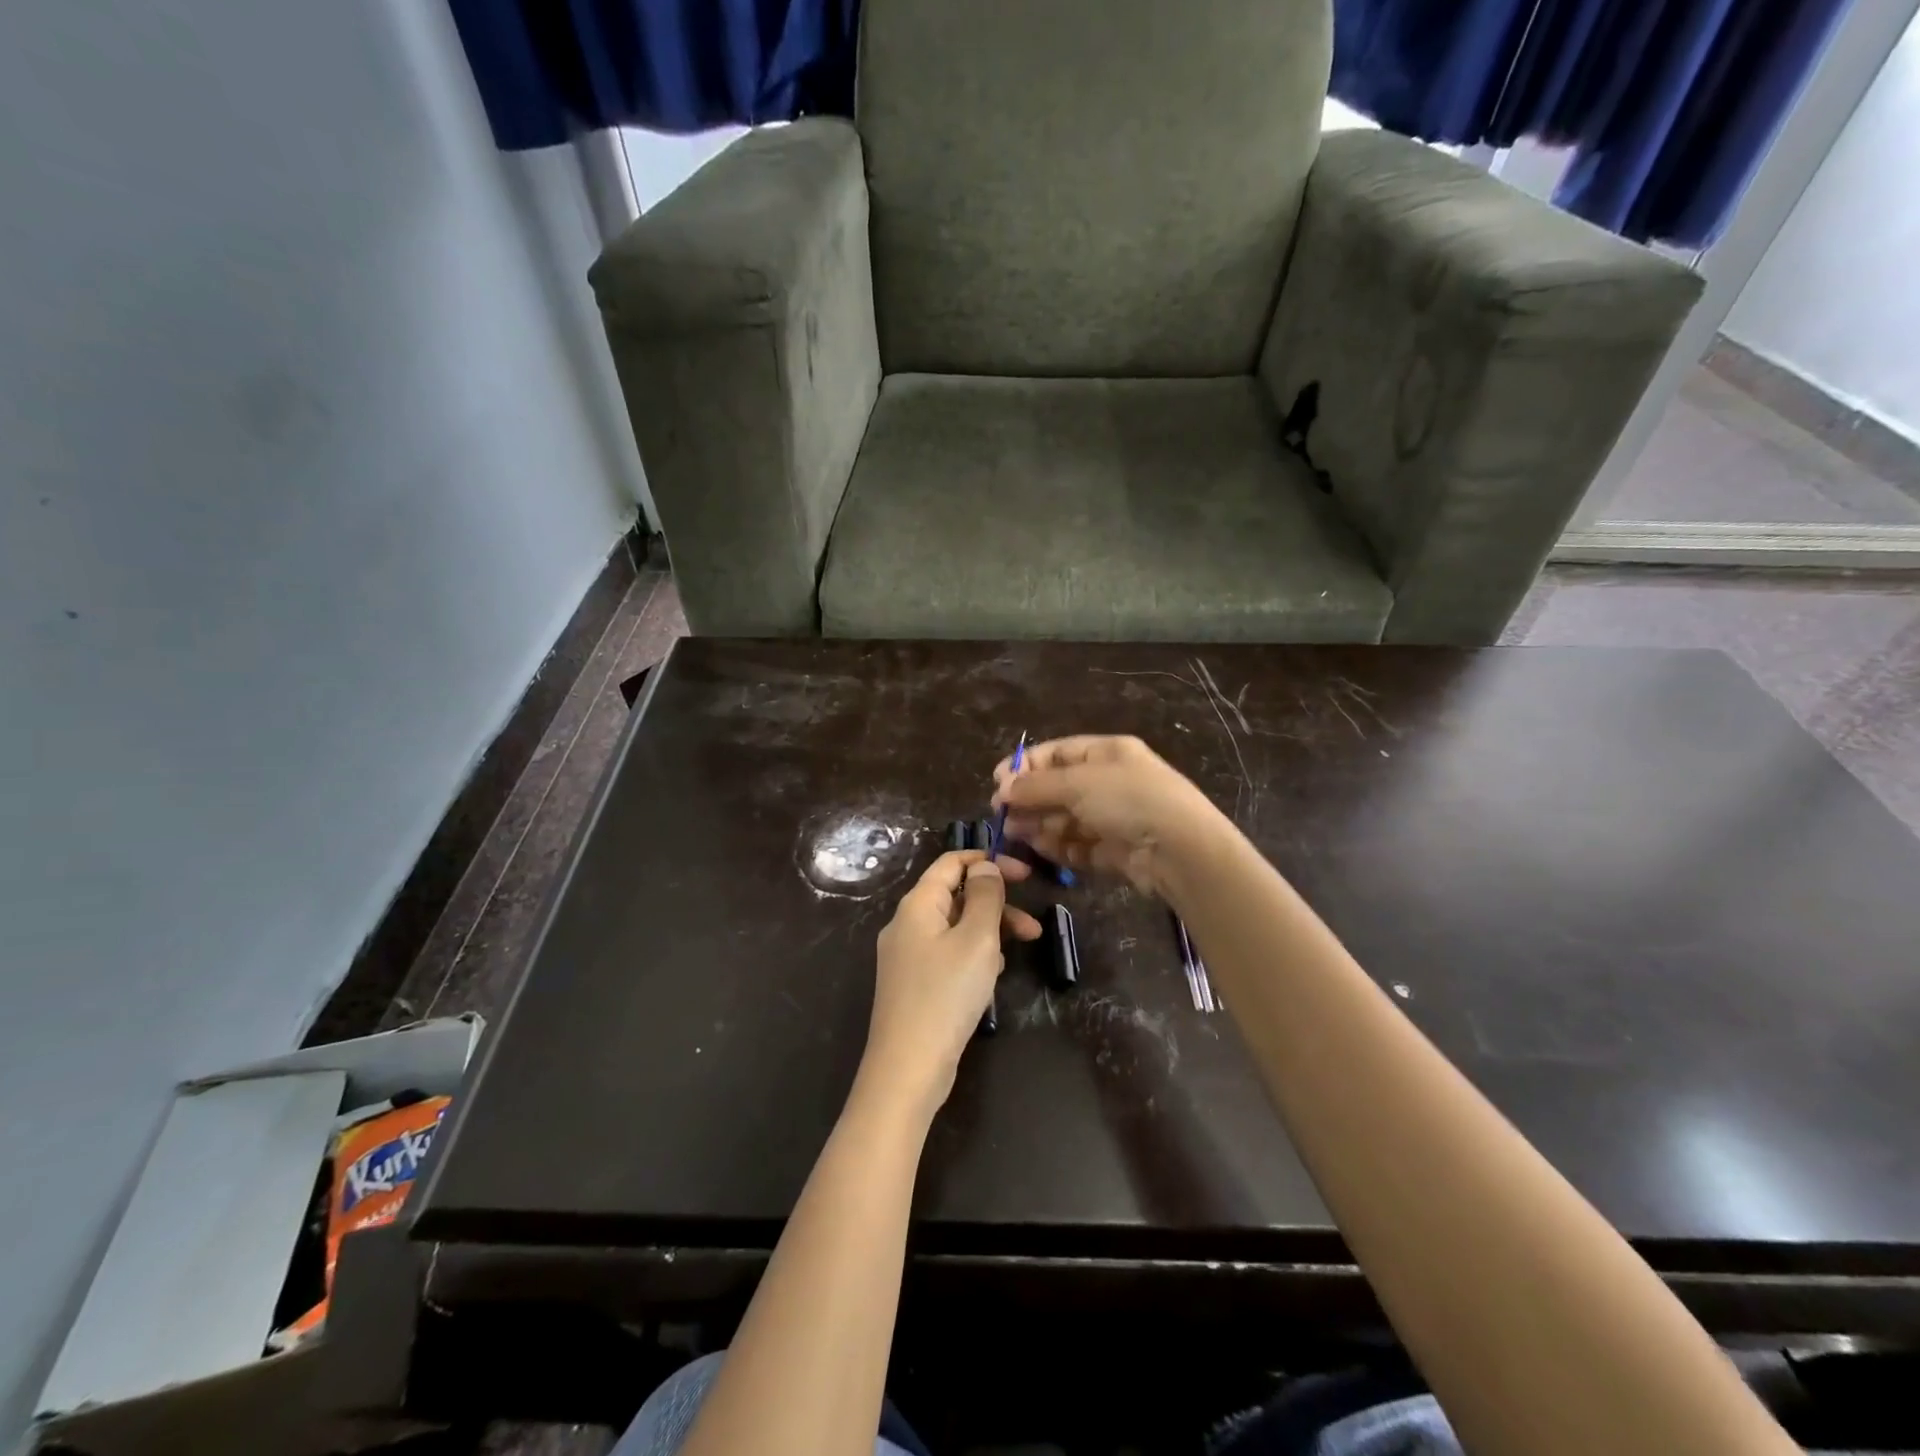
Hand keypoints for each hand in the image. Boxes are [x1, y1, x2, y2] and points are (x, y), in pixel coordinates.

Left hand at [859, 850, 1042, 1118]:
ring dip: (990, 932)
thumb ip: (985, 897)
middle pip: (955, 896)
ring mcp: (908, 956)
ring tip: (1021, 951)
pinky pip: (949, 954)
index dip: (988, 862)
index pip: (951, 863)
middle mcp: (907, 924)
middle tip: (1033, 924)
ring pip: (955, 928)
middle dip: (996, 904)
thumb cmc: (946, 995)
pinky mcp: (914, 984)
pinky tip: (993, 977)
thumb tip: (985, 868)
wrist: (908, 1068)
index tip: (1026, 874)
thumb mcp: (976, 939)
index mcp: (917, 905)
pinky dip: (974, 955)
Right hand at [990, 735, 1226, 897]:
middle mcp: (1110, 782)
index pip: (1058, 753)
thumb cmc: (1128, 800)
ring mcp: (1113, 818)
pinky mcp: (1114, 851)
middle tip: (1001, 813)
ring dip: (1039, 823)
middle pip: (1059, 787)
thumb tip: (1003, 787)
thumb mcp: (1077, 783)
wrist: (1180, 850)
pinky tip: (1038, 849)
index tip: (998, 782)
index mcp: (1107, 753)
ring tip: (1014, 833)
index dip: (1026, 765)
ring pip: (1066, 818)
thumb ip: (1036, 786)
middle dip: (1029, 799)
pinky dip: (1058, 846)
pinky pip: (1078, 845)